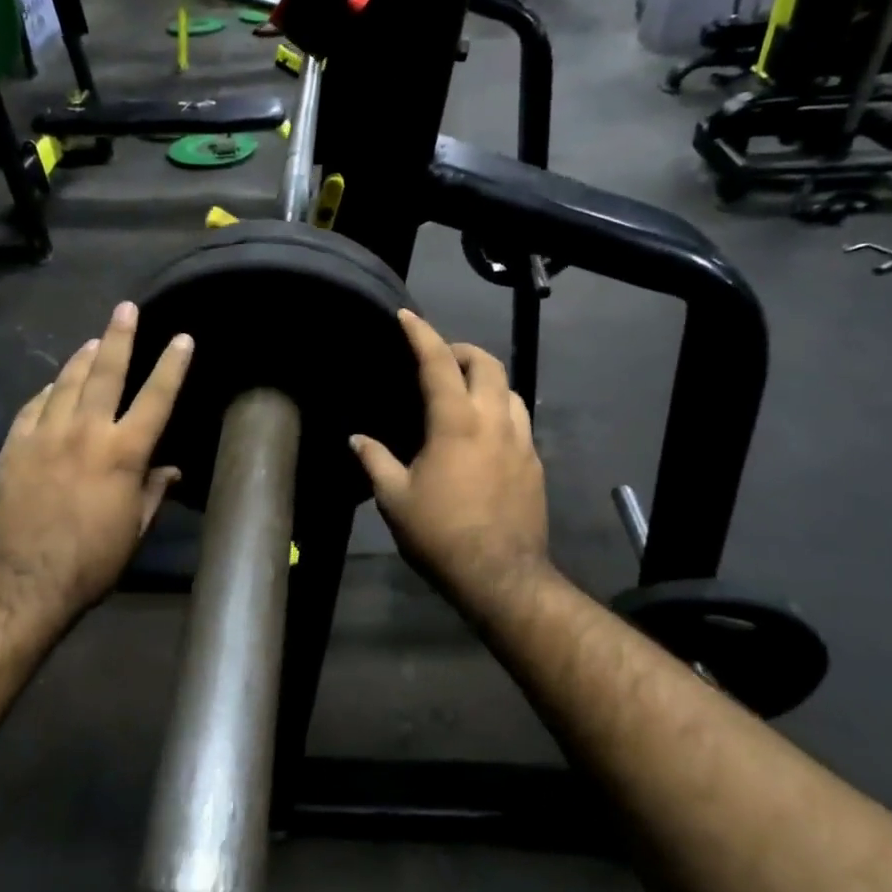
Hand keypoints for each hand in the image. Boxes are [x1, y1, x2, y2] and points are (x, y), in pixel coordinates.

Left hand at [0, 302, 191, 621]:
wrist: (27, 580)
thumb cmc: (93, 560)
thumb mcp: (135, 529)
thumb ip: (153, 491)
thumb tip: (170, 470)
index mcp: (124, 453)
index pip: (155, 398)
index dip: (172, 365)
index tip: (182, 338)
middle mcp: (86, 432)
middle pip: (106, 373)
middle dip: (119, 337)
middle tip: (126, 308)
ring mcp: (45, 435)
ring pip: (66, 382)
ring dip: (82, 358)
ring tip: (93, 341)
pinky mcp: (15, 446)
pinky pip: (33, 406)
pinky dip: (46, 391)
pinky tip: (52, 384)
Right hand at [351, 311, 549, 620]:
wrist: (500, 575)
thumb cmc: (440, 534)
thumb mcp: (394, 498)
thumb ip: (375, 460)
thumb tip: (356, 439)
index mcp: (456, 422)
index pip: (438, 362)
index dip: (421, 334)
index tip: (407, 316)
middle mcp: (494, 421)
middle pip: (488, 364)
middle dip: (462, 350)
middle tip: (440, 359)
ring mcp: (522, 441)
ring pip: (511, 390)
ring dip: (487, 380)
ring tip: (464, 393)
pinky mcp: (535, 463)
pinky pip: (520, 420)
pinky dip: (500, 410)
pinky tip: (484, 433)